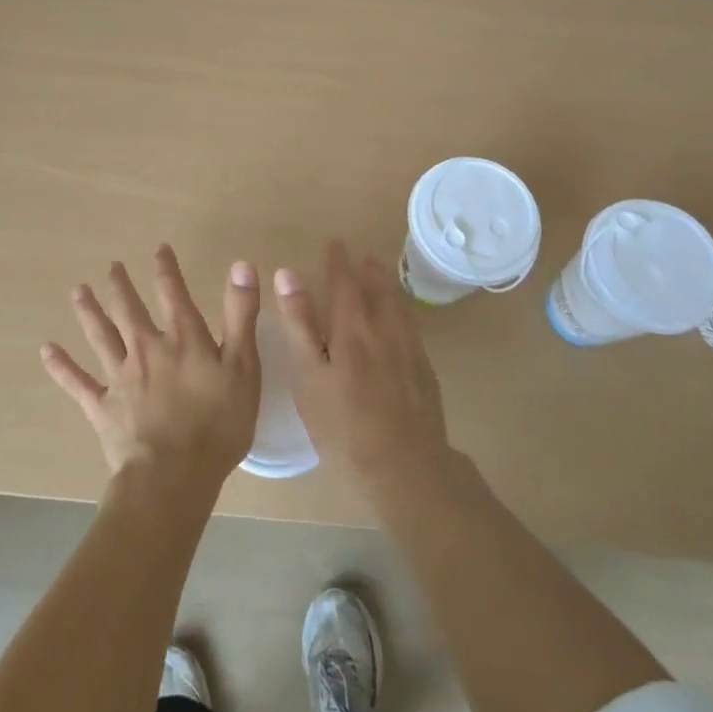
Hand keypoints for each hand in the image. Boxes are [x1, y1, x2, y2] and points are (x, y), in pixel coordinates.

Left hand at [42, 245, 261, 499]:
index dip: (167, 268)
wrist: (173, 476)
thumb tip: (241, 264)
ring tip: (78, 291)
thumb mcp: (243, 366)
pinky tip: (47, 350)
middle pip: (130, 309)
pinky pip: (77, 382)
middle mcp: (147, 349)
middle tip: (112, 267)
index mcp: (183, 338)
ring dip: (89, 312)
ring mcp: (121, 377)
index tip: (159, 249)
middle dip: (121, 286)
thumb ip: (241, 314)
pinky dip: (61, 366)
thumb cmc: (218, 424)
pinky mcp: (102, 408)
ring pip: (100, 336)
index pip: (173, 292)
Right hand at [274, 241, 453, 504]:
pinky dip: (403, 312)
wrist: (405, 467)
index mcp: (353, 327)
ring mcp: (409, 350)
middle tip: (363, 256)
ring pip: (399, 306)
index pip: (346, 282)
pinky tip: (401, 321)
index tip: (335, 244)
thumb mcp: (308, 376)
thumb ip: (299, 324)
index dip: (339, 262)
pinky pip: (412, 327)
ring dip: (388, 287)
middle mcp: (385, 329)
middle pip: (378, 289)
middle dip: (368, 270)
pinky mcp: (424, 372)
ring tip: (382, 276)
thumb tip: (288, 274)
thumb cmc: (343, 425)